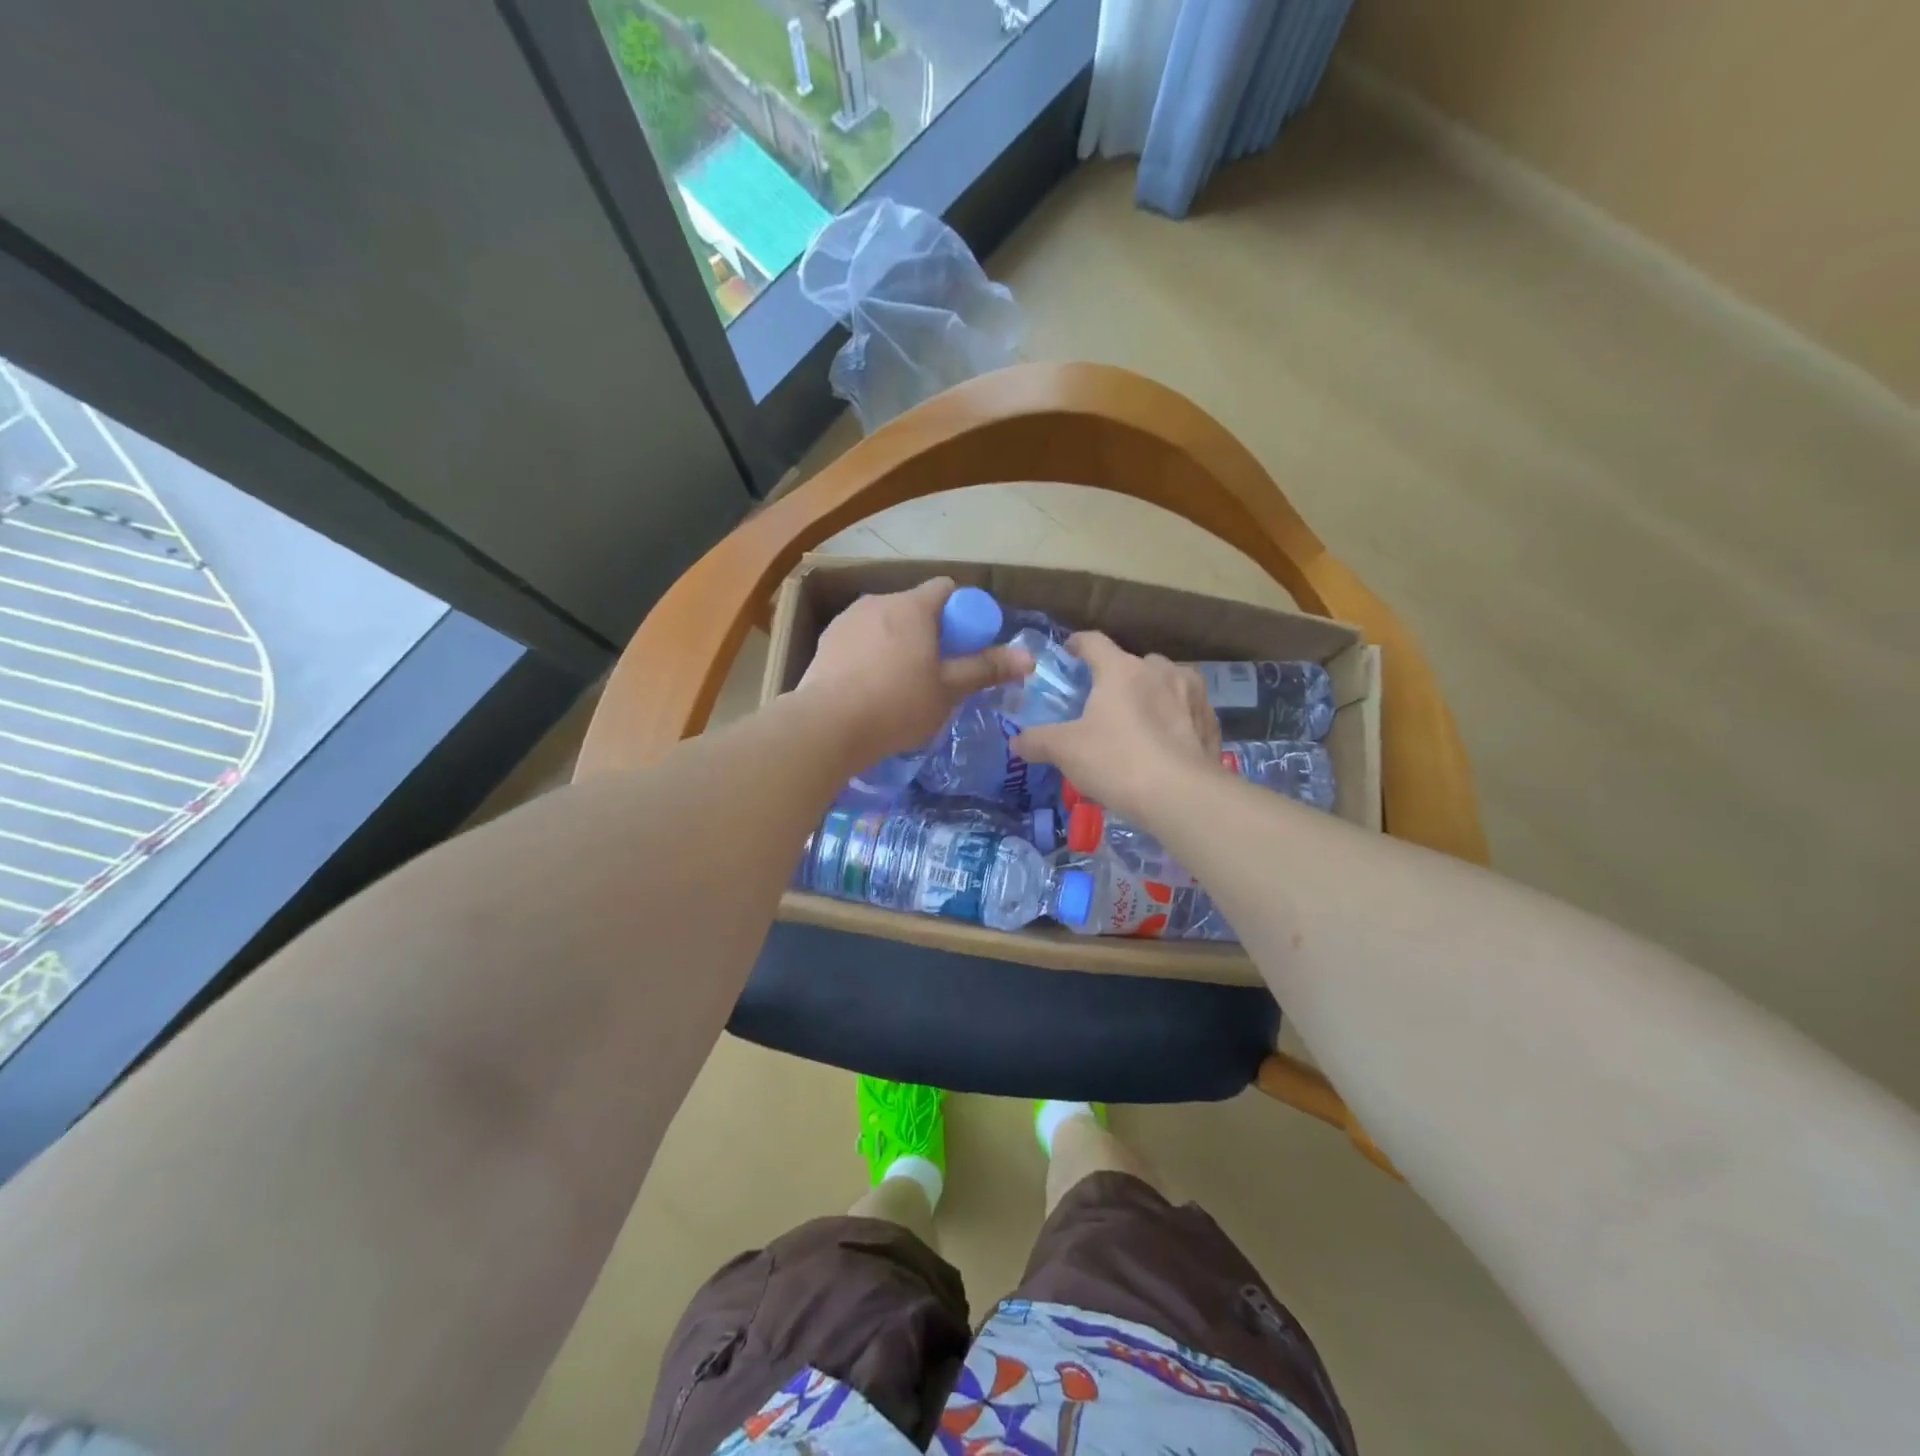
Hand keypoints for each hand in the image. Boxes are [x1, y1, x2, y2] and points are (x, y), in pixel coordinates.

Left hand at [796, 578, 1030, 765]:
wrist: (826, 726)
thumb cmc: (897, 704)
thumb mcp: (949, 690)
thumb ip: (986, 669)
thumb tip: (1029, 657)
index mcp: (912, 606)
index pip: (946, 589)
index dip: (962, 613)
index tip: (965, 646)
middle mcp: (878, 601)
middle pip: (914, 607)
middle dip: (930, 632)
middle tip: (937, 672)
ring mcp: (847, 620)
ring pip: (884, 624)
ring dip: (898, 643)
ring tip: (900, 684)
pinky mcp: (825, 642)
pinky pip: (859, 640)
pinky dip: (870, 655)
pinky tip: (869, 689)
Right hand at [1012, 632, 1221, 823]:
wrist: (1182, 796)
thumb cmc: (1117, 761)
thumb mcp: (1065, 752)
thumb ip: (1038, 741)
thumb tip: (1016, 741)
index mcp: (1121, 669)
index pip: (1093, 641)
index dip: (1076, 645)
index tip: (1068, 655)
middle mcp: (1159, 670)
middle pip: (1132, 663)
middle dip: (1117, 678)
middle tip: (1103, 705)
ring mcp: (1191, 694)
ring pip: (1165, 684)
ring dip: (1150, 696)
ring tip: (1138, 725)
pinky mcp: (1210, 721)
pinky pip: (1186, 711)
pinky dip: (1174, 720)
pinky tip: (1165, 745)